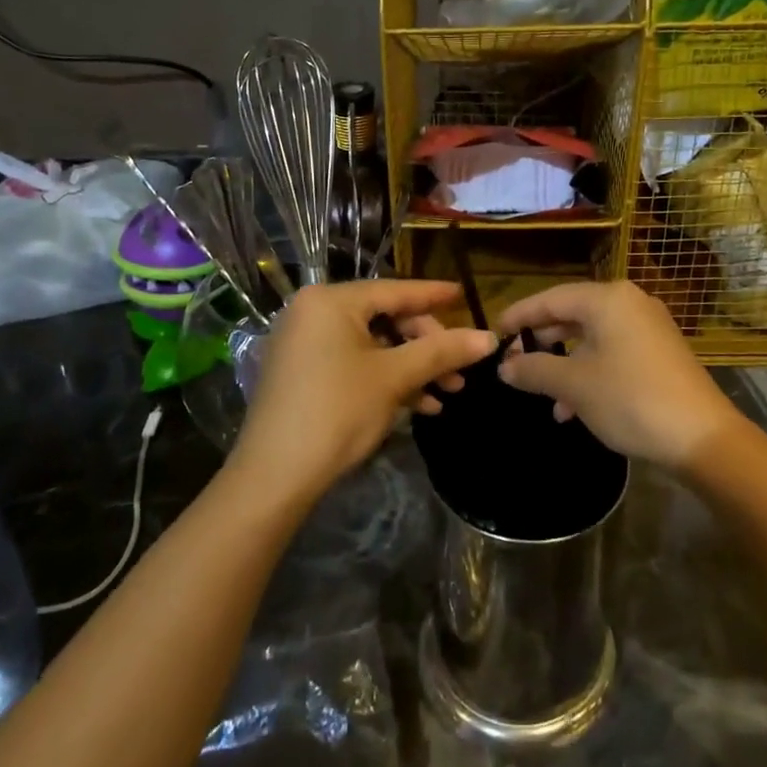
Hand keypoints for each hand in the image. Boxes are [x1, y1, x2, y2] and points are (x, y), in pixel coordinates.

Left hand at [231, 280, 497, 503]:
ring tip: (449, 392)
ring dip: (413, 367)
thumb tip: (490, 338)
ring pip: (374, 345)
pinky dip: (387, 380)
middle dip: (427, 345)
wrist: (276, 475)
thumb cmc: (337, 411)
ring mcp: (305, 344)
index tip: (464, 294)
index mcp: (330, 301)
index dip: (433, 295)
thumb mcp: (395, 377)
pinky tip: (421, 406)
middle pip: (385, 318)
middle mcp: (313, 313)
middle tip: (459, 369)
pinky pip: (355, 364)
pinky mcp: (303, 374)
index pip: (395, 290)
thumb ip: (442, 351)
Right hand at [497, 282, 749, 473]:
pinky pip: (612, 353)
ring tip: (541, 395)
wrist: (701, 437)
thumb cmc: (630, 399)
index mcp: (608, 300)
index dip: (519, 316)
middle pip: (571, 315)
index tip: (494, 333)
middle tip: (514, 364)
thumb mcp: (574, 385)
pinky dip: (589, 373)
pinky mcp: (659, 354)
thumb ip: (534, 370)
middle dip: (541, 342)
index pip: (550, 298)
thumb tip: (504, 366)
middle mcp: (629, 304)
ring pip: (591, 338)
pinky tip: (573, 409)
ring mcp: (648, 328)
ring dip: (564, 364)